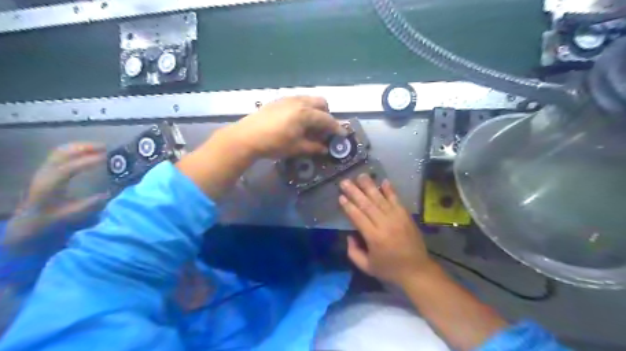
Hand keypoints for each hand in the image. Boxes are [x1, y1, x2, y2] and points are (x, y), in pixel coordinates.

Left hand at [3, 144, 106, 248]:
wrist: (30, 223)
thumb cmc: (52, 220)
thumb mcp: (73, 216)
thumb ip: (90, 205)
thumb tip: (109, 193)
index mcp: (49, 186)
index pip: (68, 168)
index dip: (88, 161)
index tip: (107, 158)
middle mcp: (45, 174)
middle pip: (62, 153)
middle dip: (85, 148)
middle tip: (108, 148)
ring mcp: (45, 170)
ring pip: (62, 151)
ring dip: (82, 147)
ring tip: (102, 148)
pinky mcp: (48, 170)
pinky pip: (62, 154)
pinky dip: (78, 150)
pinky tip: (90, 153)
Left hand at [228, 95, 343, 156]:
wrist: (247, 136)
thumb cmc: (274, 144)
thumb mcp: (296, 148)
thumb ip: (313, 147)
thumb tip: (325, 149)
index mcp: (306, 113)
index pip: (327, 119)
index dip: (336, 128)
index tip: (342, 135)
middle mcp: (300, 102)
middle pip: (321, 103)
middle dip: (327, 115)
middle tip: (324, 129)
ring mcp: (289, 99)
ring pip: (309, 99)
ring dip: (315, 110)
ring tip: (311, 125)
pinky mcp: (279, 100)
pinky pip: (298, 100)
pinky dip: (304, 108)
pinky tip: (297, 120)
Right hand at [337, 175, 435, 285]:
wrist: (417, 270)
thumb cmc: (389, 269)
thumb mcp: (367, 267)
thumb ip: (353, 252)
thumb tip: (349, 235)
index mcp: (374, 237)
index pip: (358, 217)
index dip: (348, 206)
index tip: (341, 196)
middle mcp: (385, 224)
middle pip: (367, 205)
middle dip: (354, 192)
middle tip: (345, 182)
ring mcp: (397, 218)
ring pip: (380, 199)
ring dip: (370, 186)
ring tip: (361, 176)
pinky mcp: (406, 216)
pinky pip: (396, 200)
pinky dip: (390, 190)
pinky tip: (383, 181)